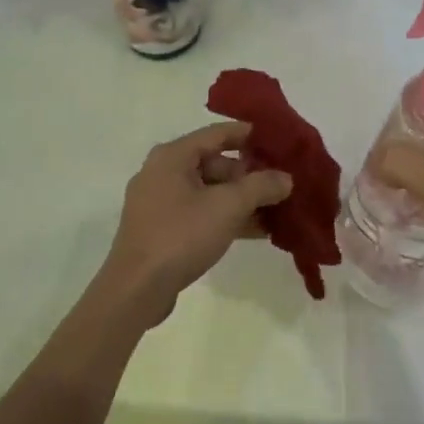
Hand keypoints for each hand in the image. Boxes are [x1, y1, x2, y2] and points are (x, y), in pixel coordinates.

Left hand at [93, 121, 292, 327]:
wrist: (137, 289)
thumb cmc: (181, 235)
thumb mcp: (228, 207)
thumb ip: (260, 187)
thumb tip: (286, 178)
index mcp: (172, 156)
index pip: (216, 133)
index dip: (248, 134)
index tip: (277, 138)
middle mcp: (162, 172)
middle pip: (214, 163)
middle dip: (248, 174)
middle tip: (281, 184)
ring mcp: (160, 202)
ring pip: (208, 191)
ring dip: (241, 200)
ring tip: (276, 210)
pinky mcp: (162, 229)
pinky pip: (200, 213)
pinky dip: (224, 217)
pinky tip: (255, 231)